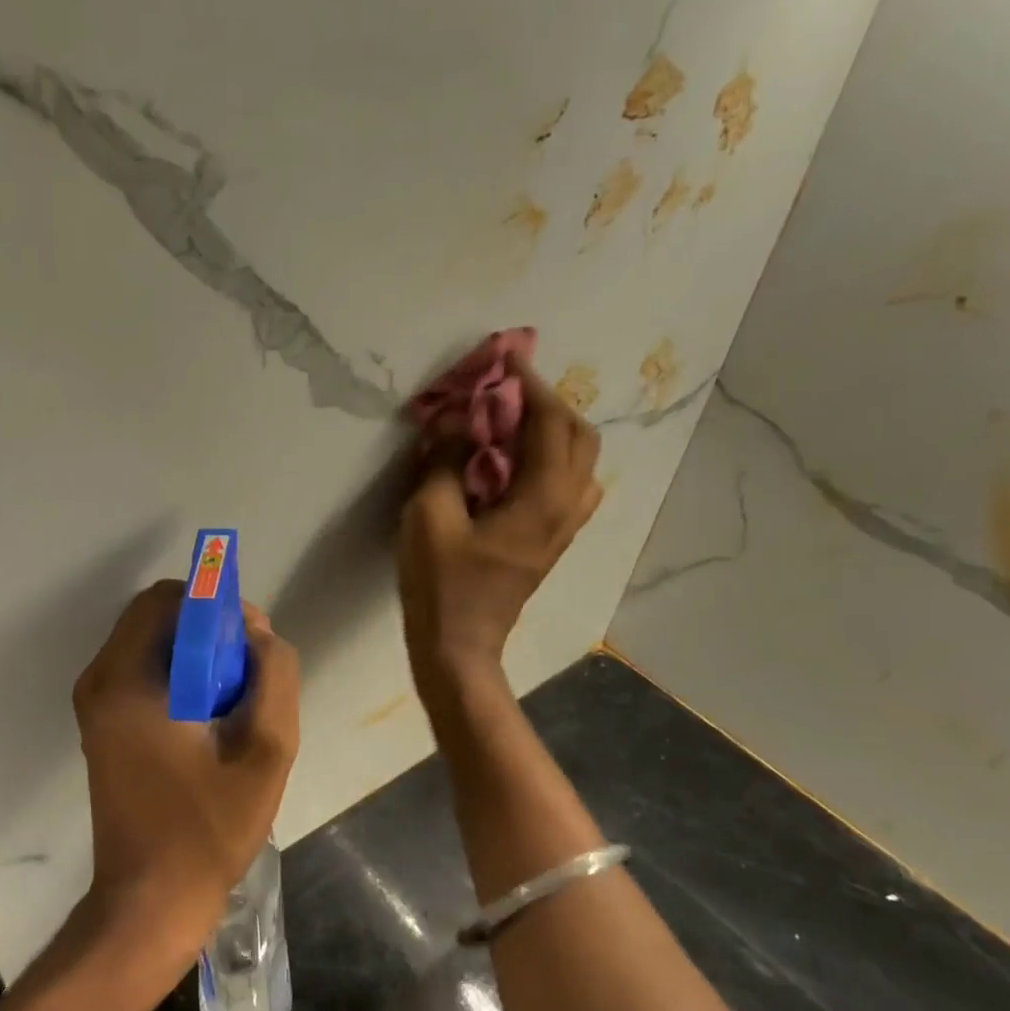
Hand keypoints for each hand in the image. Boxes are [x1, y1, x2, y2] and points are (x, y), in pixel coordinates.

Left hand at [72, 581, 300, 972]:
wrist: (149, 903)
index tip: (251, 642)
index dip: (216, 606)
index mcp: (127, 681)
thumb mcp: (265, 752)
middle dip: (209, 628)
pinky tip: (211, 717)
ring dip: (198, 653)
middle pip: (157, 616)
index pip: (168, 599)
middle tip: (249, 671)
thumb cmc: (206, 831)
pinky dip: (181, 674)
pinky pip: (145, 671)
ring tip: (236, 698)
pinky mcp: (104, 725)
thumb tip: (259, 636)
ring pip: (153, 642)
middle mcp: (100, 681)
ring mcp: (97, 704)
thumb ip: (274, 678)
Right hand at [399, 354, 602, 686]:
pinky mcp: (550, 543)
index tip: (504, 362)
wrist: (458, 648)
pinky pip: (565, 486)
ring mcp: (562, 528)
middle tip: (508, 393)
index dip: (529, 387)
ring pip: (578, 464)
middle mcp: (565, 508)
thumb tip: (458, 418)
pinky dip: (548, 460)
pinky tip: (513, 466)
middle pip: (579, 438)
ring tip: (513, 426)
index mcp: (542, 497)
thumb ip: (445, 460)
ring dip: (553, 433)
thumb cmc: (441, 584)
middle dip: (549, 405)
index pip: (551, 423)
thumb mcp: (430, 516)